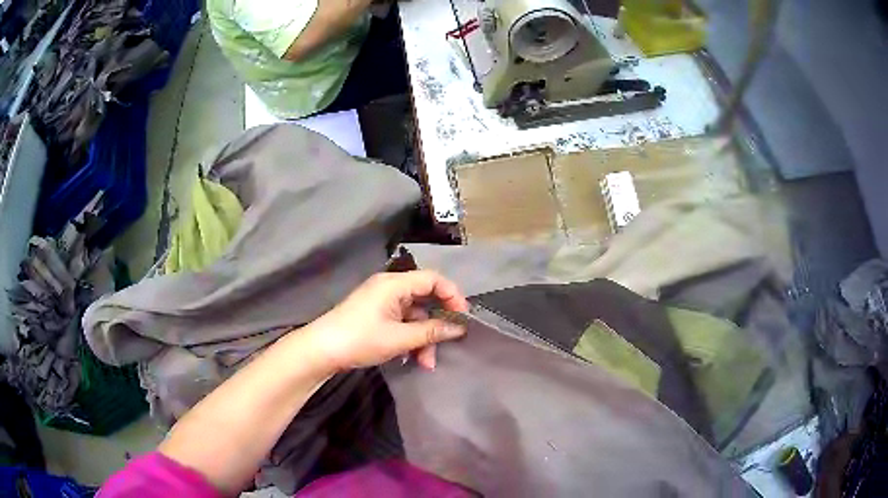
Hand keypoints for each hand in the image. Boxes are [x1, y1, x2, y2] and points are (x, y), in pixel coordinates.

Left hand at [305, 271, 469, 371]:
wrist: (321, 350)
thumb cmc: (360, 339)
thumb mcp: (400, 338)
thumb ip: (432, 331)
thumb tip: (459, 328)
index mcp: (394, 284)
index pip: (433, 279)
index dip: (452, 296)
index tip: (463, 318)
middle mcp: (389, 287)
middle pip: (424, 299)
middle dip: (436, 325)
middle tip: (444, 347)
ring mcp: (381, 302)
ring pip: (414, 315)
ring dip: (422, 338)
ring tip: (424, 363)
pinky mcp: (375, 315)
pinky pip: (401, 322)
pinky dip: (409, 338)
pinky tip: (408, 358)